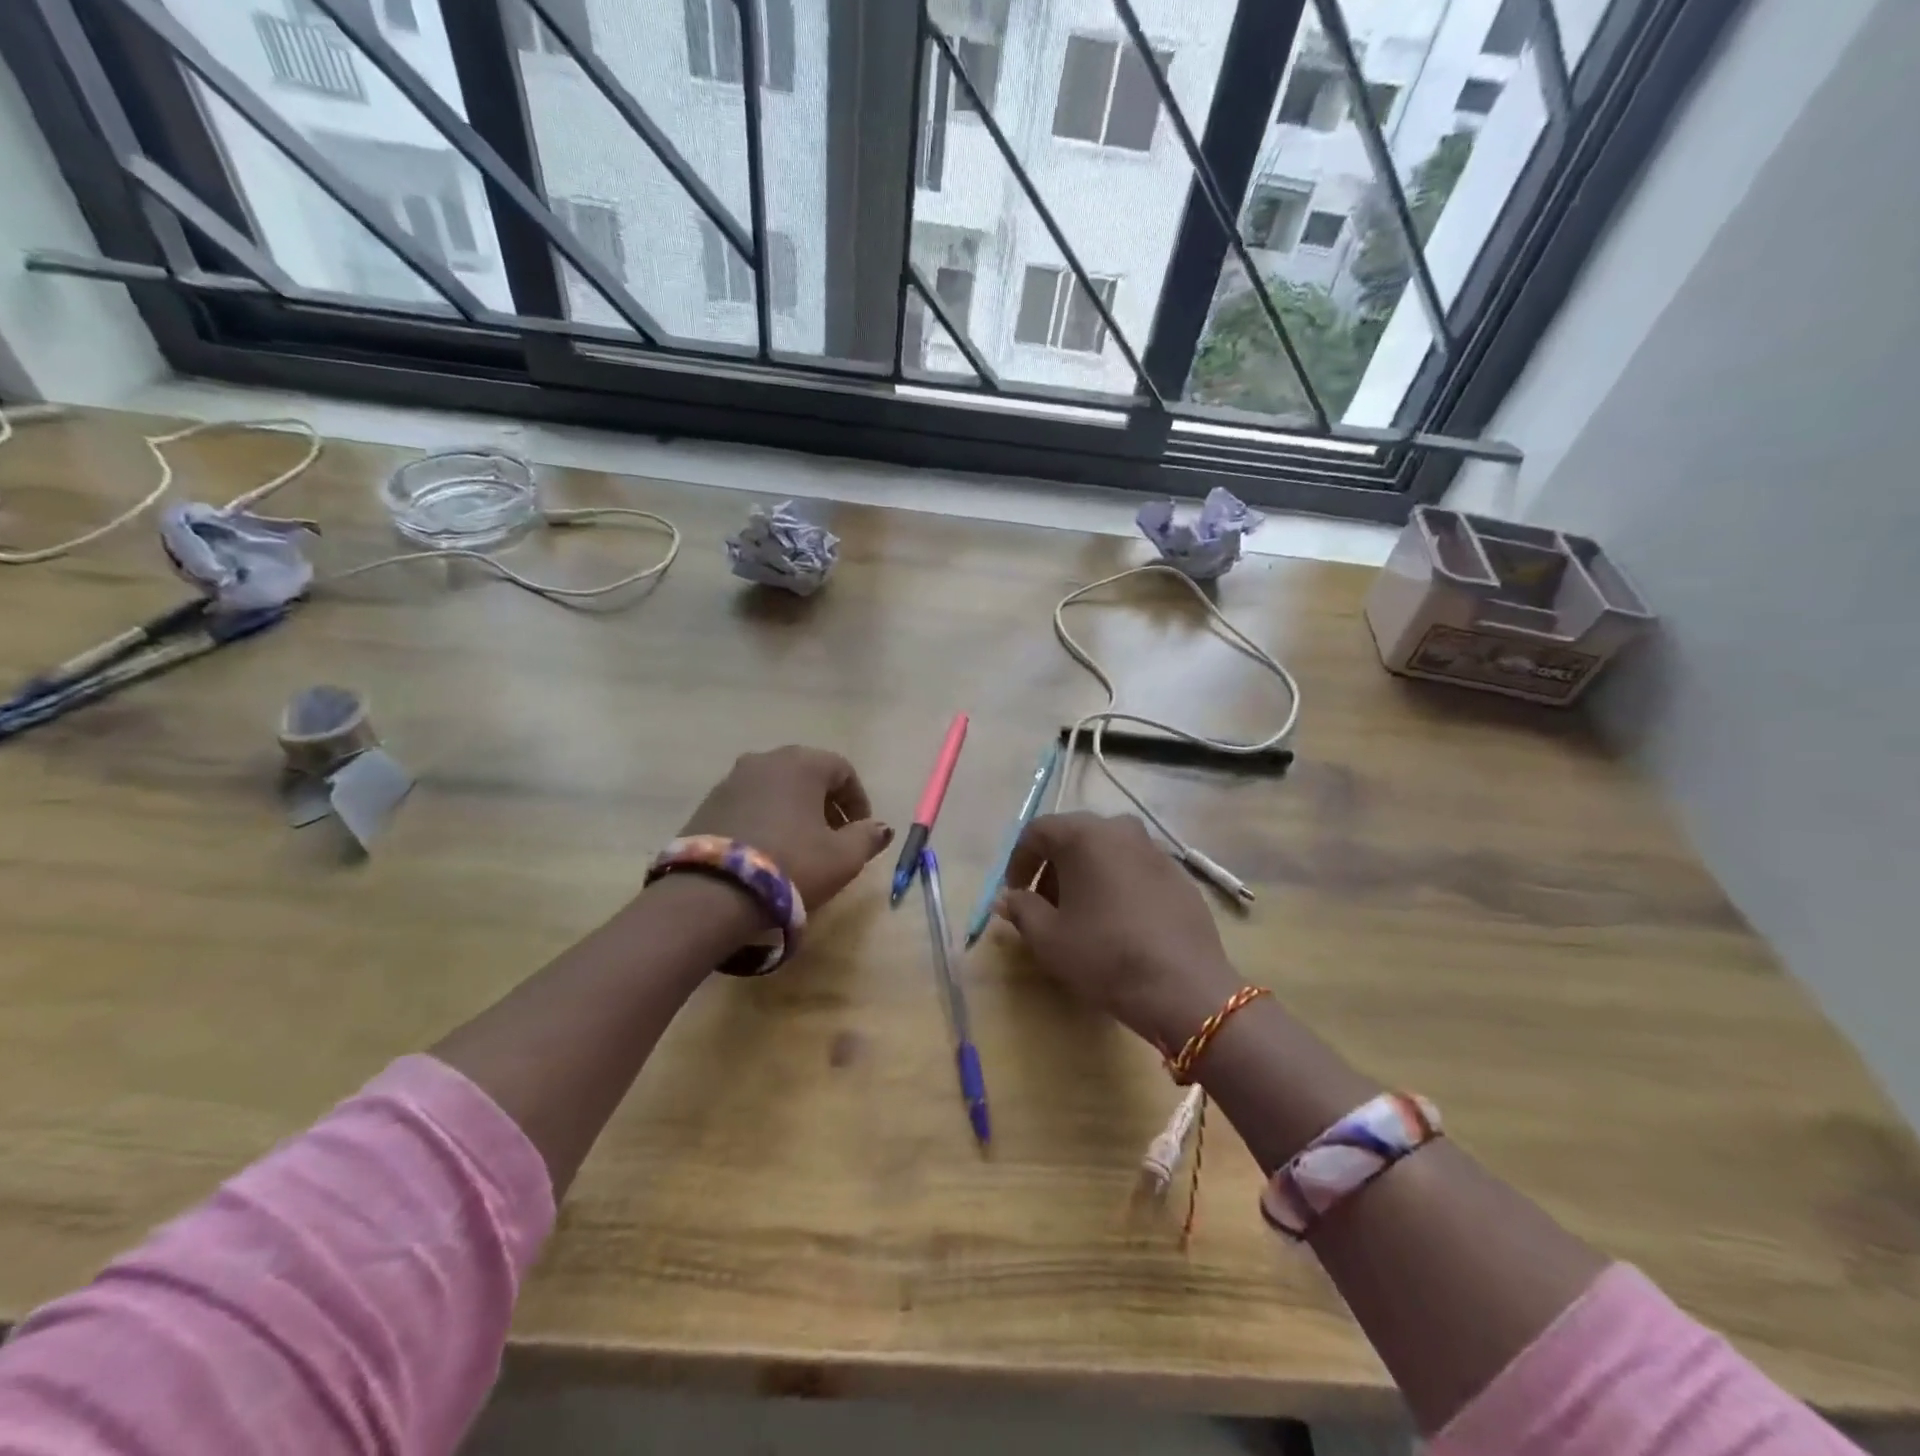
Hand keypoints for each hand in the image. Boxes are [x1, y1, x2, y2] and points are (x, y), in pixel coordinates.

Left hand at [674, 746, 893, 912]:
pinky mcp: (708, 803)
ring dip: (795, 810)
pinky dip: (766, 818)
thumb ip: (867, 837)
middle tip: (834, 837)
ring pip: (777, 788)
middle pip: (808, 775)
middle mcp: (766, 760)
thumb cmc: (792, 864)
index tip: (861, 831)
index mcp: (802, 763)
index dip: (858, 801)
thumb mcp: (843, 857)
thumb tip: (880, 827)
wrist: (713, 892)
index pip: (843, 770)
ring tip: (801, 846)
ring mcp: (732, 779)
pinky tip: (769, 849)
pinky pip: (750, 803)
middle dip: (826, 804)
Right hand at [996, 812, 1241, 1050]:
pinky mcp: (1179, 875)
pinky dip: (1117, 885)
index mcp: (1085, 835)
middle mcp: (1121, 829)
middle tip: (1044, 906)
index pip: (1038, 831)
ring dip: (1086, 876)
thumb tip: (1010, 898)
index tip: (1015, 893)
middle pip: (1074, 838)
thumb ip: (1021, 909)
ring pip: (1107, 852)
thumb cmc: (1105, 955)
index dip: (1019, 861)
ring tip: (1080, 915)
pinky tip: (1118, 922)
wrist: (1184, 987)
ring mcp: (1156, 850)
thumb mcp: (1048, 938)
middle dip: (1053, 868)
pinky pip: (1135, 869)